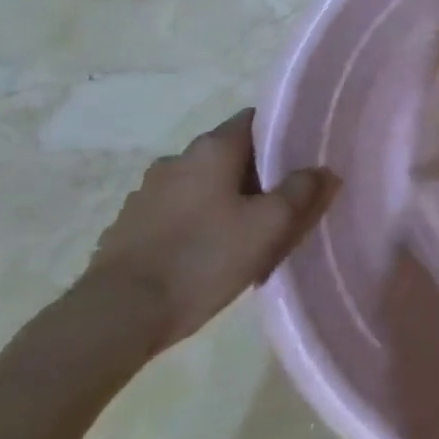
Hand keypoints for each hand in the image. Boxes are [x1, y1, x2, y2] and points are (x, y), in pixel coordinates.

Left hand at [83, 110, 336, 354]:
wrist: (115, 317)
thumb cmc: (202, 259)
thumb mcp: (268, 227)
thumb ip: (301, 192)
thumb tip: (323, 171)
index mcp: (213, 148)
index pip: (254, 120)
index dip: (280, 136)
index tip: (298, 162)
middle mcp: (177, 159)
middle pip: (228, 154)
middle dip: (254, 175)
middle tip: (277, 206)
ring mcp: (146, 193)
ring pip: (199, 185)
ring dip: (220, 201)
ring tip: (240, 237)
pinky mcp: (127, 227)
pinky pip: (173, 214)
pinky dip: (192, 225)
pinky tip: (202, 257)